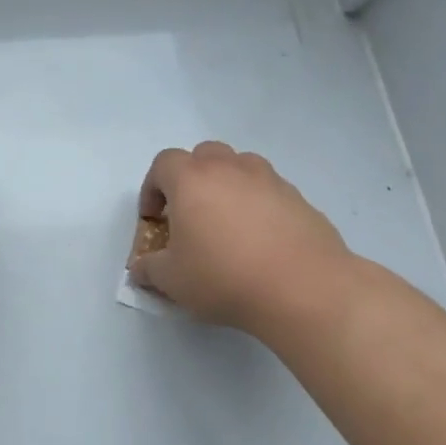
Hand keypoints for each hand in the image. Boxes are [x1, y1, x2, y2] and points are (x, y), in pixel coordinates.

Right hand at [128, 142, 357, 336]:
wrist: (304, 289)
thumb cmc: (224, 277)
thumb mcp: (172, 280)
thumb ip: (149, 269)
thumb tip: (141, 268)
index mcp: (191, 179)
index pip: (163, 163)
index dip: (152, 188)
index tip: (155, 219)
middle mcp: (230, 168)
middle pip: (204, 155)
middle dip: (191, 178)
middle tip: (191, 214)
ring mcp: (269, 180)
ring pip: (240, 167)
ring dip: (228, 186)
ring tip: (228, 225)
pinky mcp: (300, 199)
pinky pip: (269, 192)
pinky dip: (259, 206)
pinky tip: (261, 242)